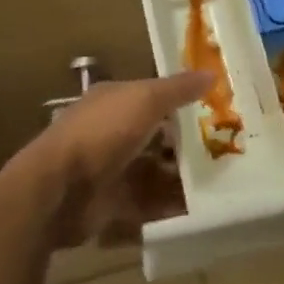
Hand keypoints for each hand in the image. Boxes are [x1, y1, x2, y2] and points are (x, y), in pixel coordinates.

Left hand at [33, 70, 211, 247]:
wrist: (58, 189)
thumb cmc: (102, 132)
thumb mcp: (145, 100)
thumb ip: (178, 89)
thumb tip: (212, 73)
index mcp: (114, 100)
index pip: (152, 96)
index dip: (181, 101)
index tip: (215, 110)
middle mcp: (110, 132)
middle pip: (155, 135)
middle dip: (185, 143)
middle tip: (225, 149)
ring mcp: (109, 169)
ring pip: (153, 170)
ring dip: (181, 176)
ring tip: (220, 181)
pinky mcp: (111, 203)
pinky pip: (147, 203)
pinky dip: (169, 206)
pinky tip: (198, 209)